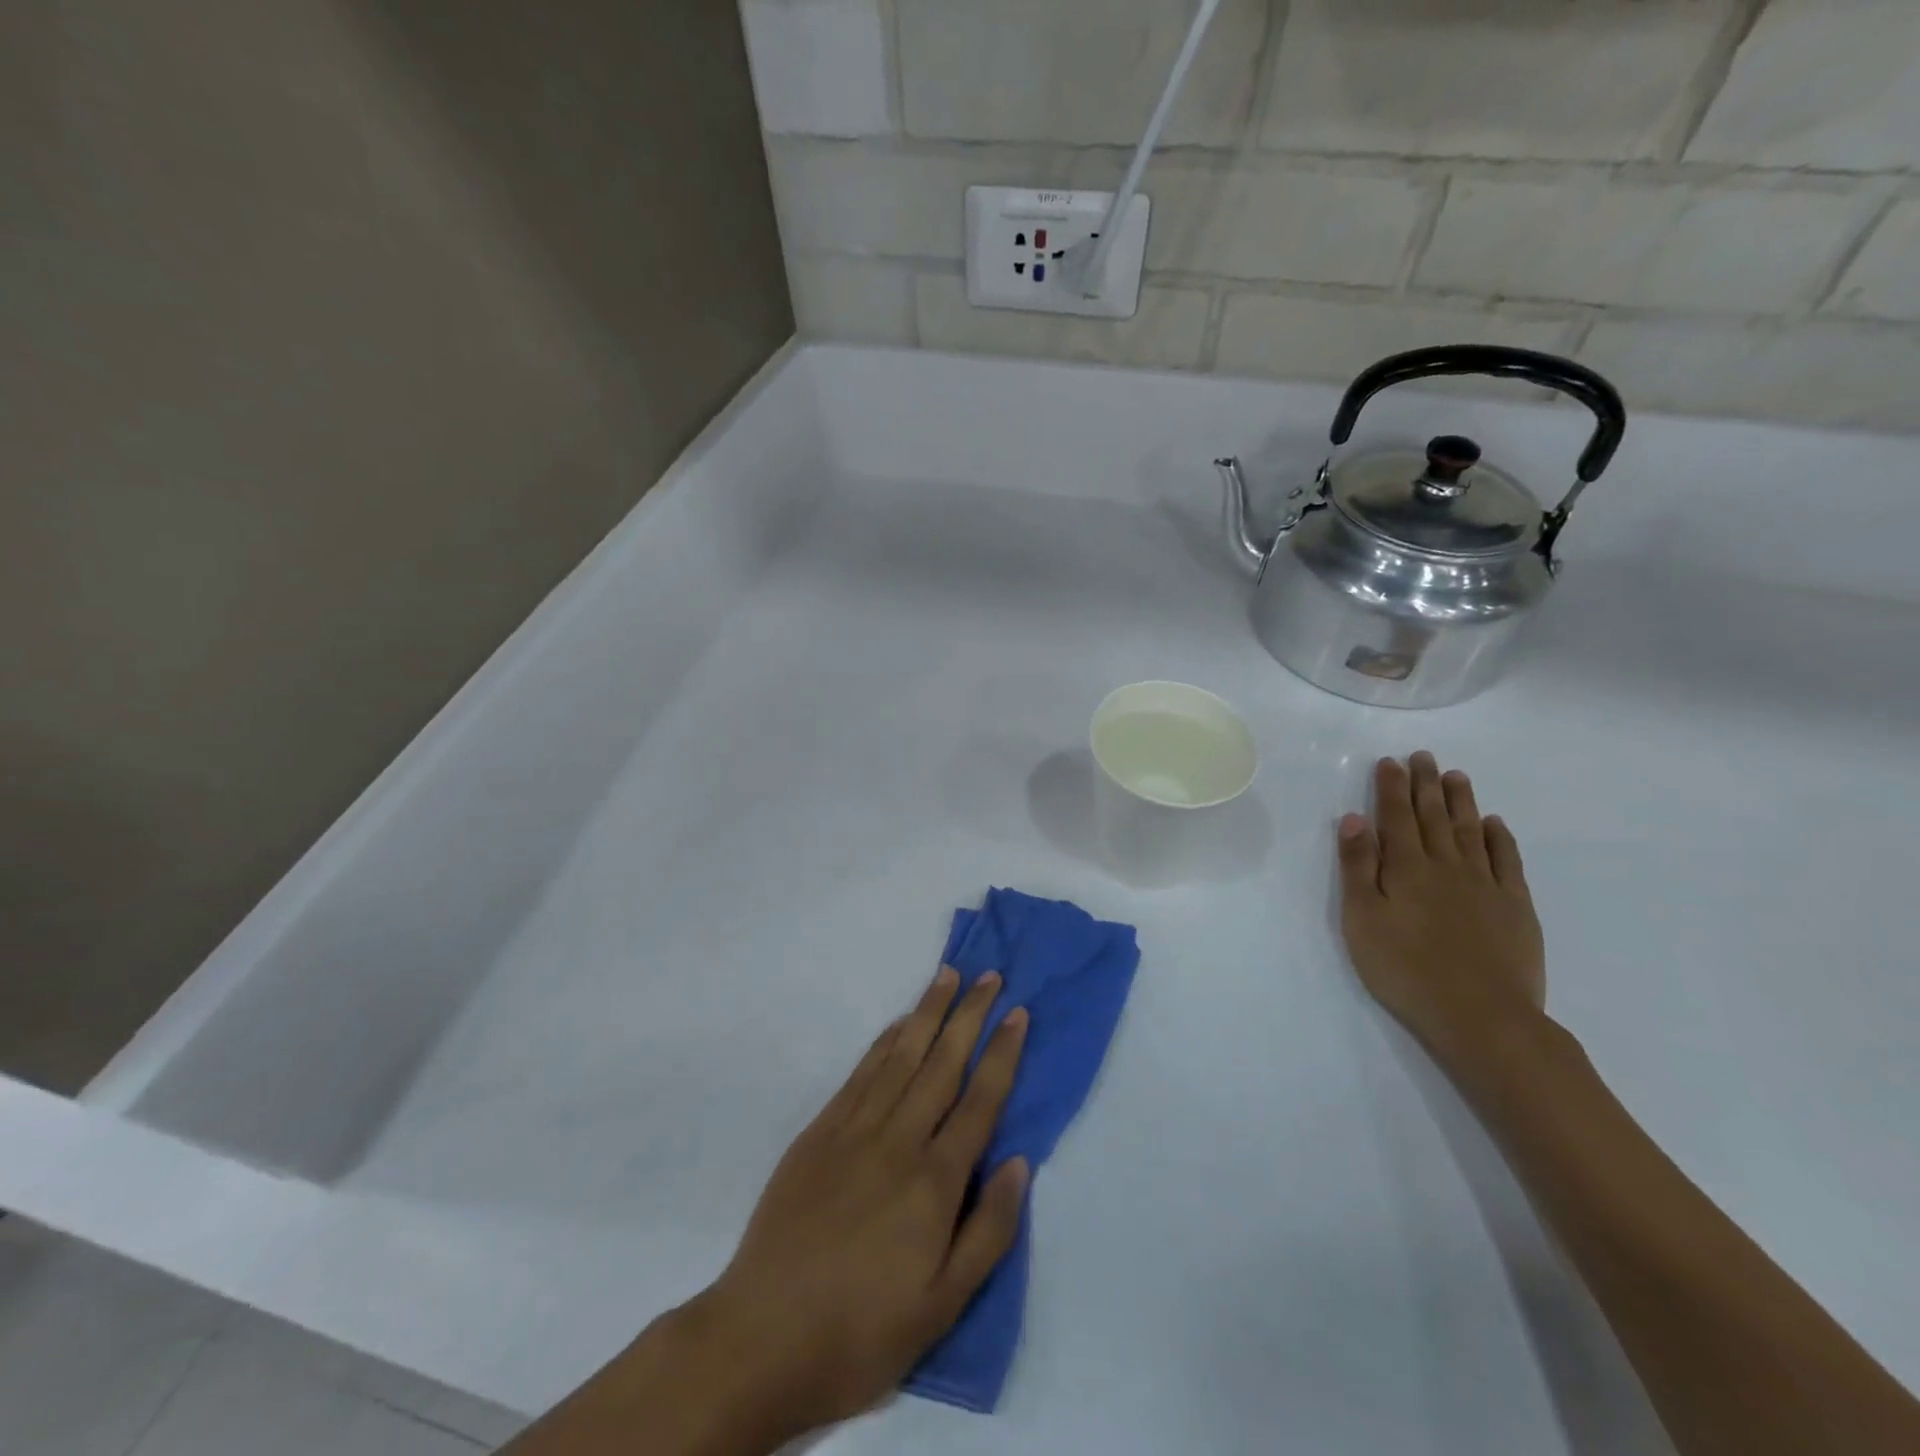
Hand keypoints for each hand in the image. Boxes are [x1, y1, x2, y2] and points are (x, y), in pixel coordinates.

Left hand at [694, 967, 1029, 1442]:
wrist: (762, 1337)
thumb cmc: (862, 1330)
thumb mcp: (943, 1306)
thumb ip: (988, 1231)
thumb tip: (1019, 1163)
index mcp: (935, 1181)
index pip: (980, 1100)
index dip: (1002, 1053)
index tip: (1018, 1013)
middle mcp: (899, 1140)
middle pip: (943, 1063)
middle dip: (970, 1015)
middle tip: (991, 976)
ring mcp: (855, 1129)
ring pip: (902, 1055)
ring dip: (928, 1012)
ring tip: (949, 977)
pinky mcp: (820, 1131)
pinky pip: (862, 1073)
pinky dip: (885, 1041)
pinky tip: (899, 1024)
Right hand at [1336, 753, 1546, 1074]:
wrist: (1483, 1017)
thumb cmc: (1406, 970)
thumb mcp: (1362, 920)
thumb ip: (1358, 868)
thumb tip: (1354, 820)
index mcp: (1405, 869)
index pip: (1395, 818)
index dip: (1391, 788)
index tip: (1390, 762)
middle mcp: (1446, 866)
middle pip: (1434, 817)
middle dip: (1425, 785)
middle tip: (1424, 756)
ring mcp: (1485, 885)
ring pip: (1470, 831)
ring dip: (1461, 802)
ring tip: (1455, 776)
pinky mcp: (1515, 907)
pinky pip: (1507, 861)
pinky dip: (1500, 838)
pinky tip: (1495, 824)